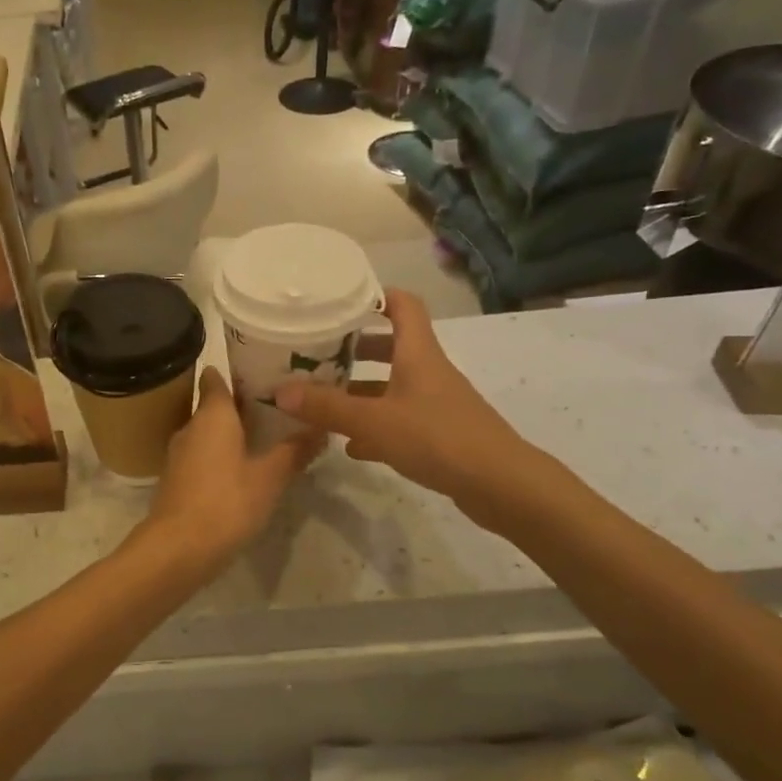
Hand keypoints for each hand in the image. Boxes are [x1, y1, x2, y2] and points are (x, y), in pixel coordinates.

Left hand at [142, 367, 321, 571]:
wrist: (178, 548)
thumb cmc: (226, 502)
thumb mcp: (270, 477)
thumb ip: (294, 450)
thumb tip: (321, 426)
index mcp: (212, 415)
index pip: (216, 378)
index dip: (236, 370)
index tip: (261, 368)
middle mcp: (191, 426)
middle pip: (214, 405)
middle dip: (241, 404)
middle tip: (277, 404)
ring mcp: (179, 454)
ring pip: (208, 432)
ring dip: (232, 432)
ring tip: (266, 435)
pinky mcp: (177, 479)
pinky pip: (202, 455)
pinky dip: (221, 455)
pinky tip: (243, 468)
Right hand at [273, 289, 557, 531]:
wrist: (501, 485)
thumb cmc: (437, 438)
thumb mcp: (374, 422)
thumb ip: (327, 407)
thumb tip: (280, 391)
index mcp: (418, 353)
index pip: (403, 305)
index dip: (375, 295)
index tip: (340, 298)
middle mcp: (428, 371)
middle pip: (392, 346)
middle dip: (355, 346)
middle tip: (318, 351)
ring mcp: (436, 404)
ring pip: (392, 386)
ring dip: (361, 389)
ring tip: (323, 398)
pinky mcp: (439, 434)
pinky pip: (399, 420)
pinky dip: (374, 426)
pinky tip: (350, 445)